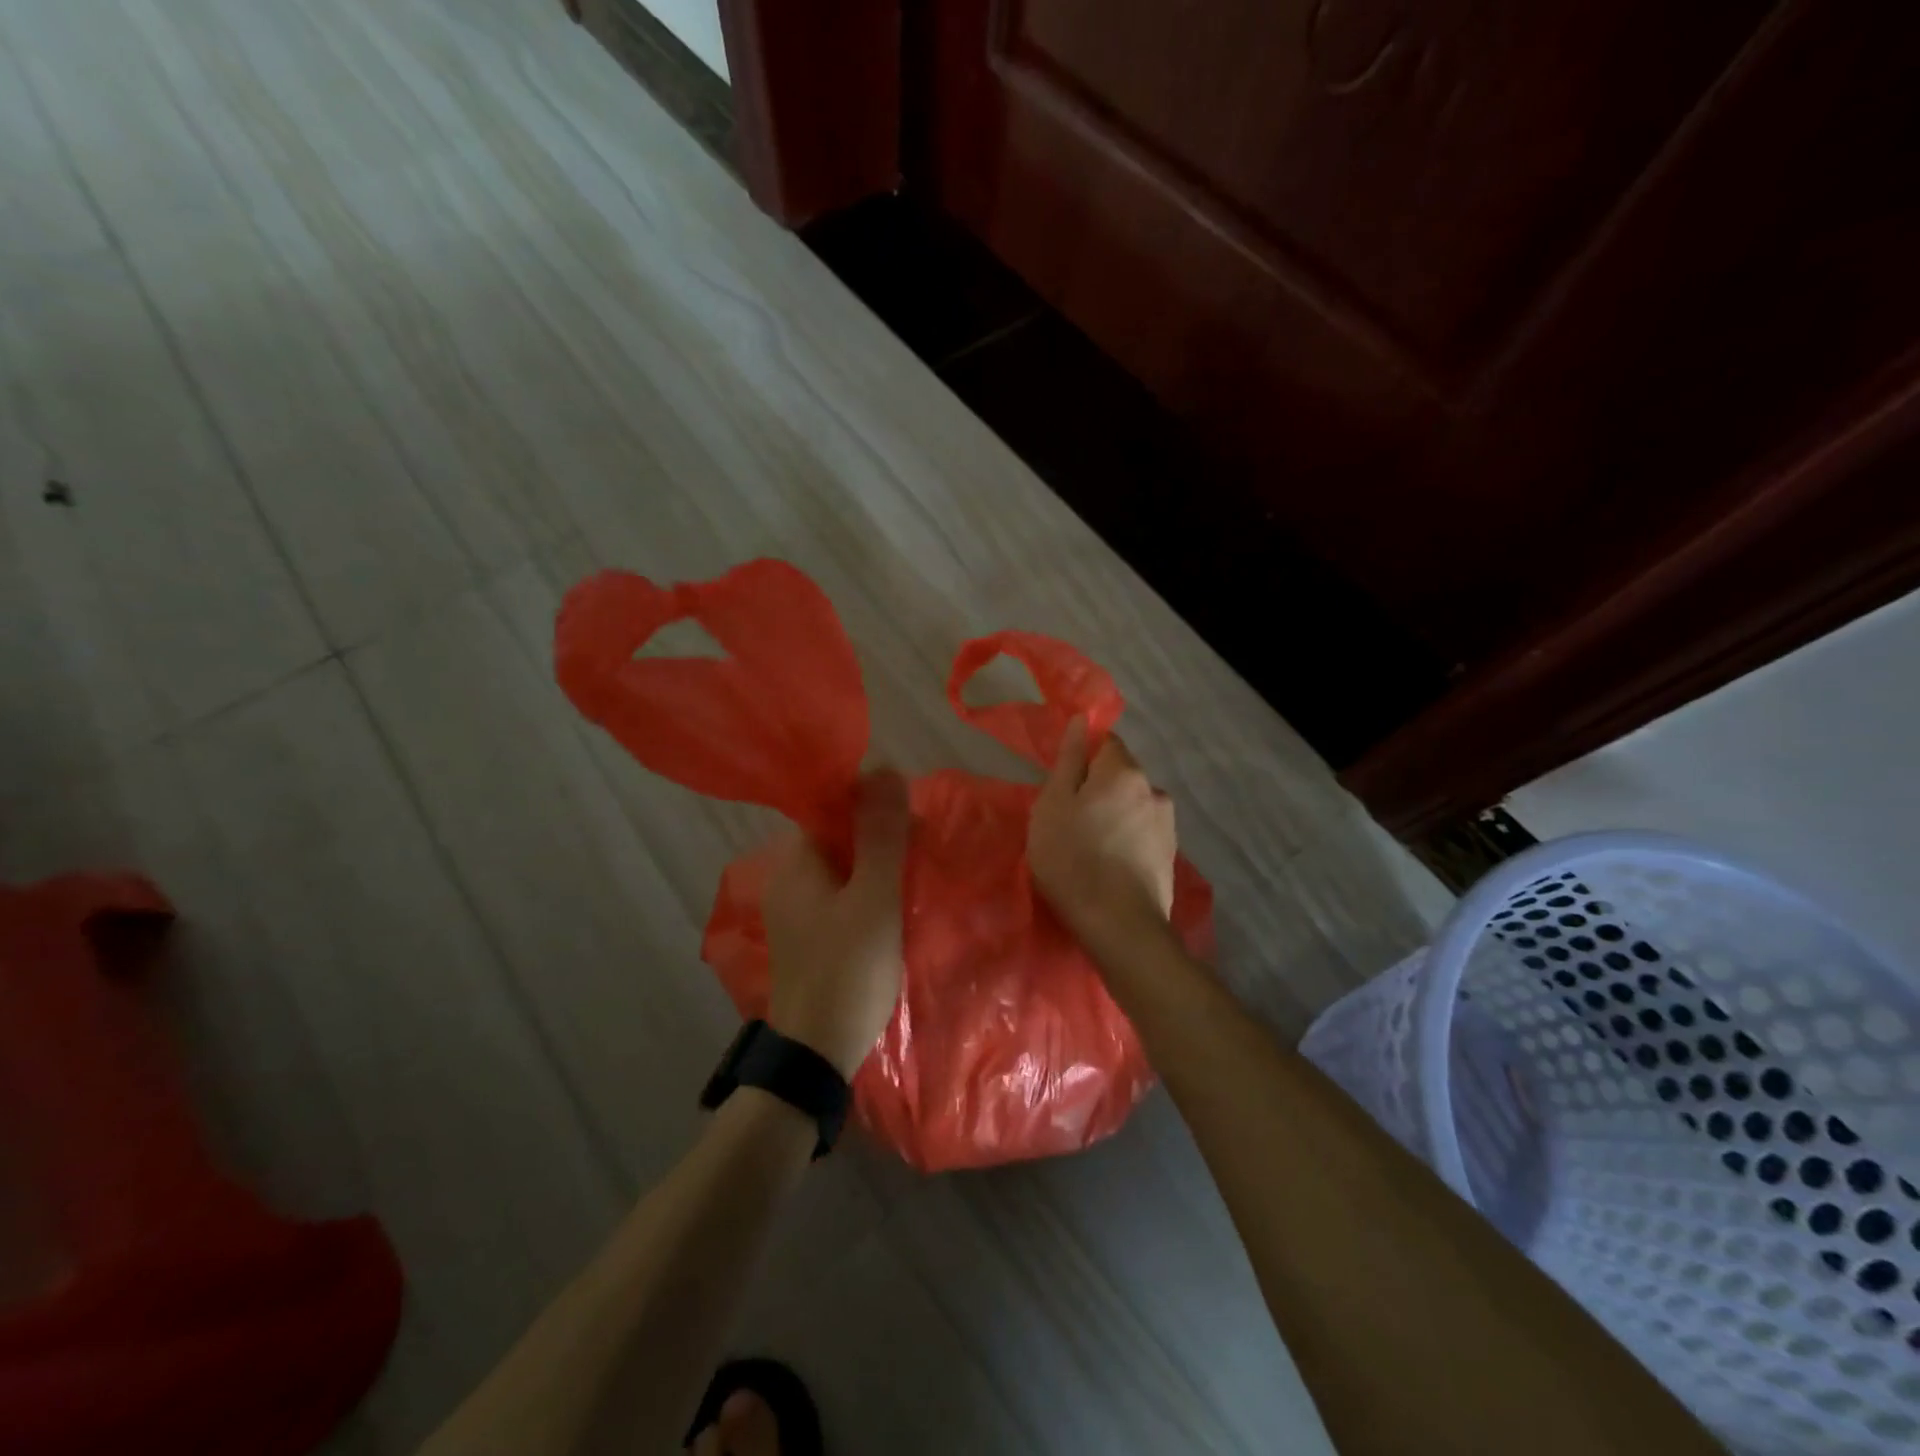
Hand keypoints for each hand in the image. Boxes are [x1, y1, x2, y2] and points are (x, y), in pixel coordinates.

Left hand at [762, 770, 910, 1077]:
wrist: (817, 1053)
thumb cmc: (847, 969)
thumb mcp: (873, 897)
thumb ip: (880, 834)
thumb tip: (885, 767)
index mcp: (796, 860)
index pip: (827, 805)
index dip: (868, 800)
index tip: (908, 814)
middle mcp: (788, 878)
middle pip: (835, 834)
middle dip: (877, 832)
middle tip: (920, 846)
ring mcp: (795, 909)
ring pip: (841, 865)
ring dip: (876, 862)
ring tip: (915, 870)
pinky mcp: (808, 935)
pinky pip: (840, 893)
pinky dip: (867, 889)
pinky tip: (893, 903)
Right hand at [1028, 718, 1176, 939]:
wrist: (1119, 925)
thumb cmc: (1073, 859)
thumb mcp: (1053, 805)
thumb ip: (1068, 760)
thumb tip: (1081, 720)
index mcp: (1124, 772)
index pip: (1106, 742)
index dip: (1082, 758)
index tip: (1064, 786)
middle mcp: (1154, 789)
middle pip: (1120, 776)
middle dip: (1097, 790)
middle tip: (1069, 822)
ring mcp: (1167, 824)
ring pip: (1132, 806)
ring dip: (1114, 816)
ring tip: (1091, 849)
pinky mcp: (1170, 855)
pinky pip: (1142, 833)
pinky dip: (1126, 840)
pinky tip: (1110, 866)